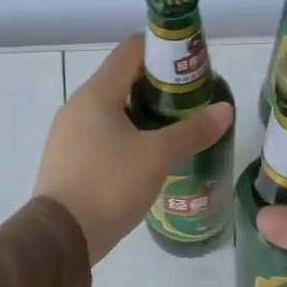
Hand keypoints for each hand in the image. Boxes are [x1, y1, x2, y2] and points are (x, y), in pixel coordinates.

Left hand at [34, 36, 233, 264]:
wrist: (61, 236)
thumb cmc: (109, 184)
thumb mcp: (157, 156)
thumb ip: (192, 131)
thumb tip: (225, 110)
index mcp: (96, 93)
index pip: (130, 50)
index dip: (163, 50)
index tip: (191, 67)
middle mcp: (78, 106)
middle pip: (122, 79)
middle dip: (158, 86)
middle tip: (191, 102)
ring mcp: (68, 134)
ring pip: (112, 110)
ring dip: (143, 114)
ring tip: (175, 130)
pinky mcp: (68, 160)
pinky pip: (101, 135)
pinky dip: (126, 136)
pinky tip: (147, 157)